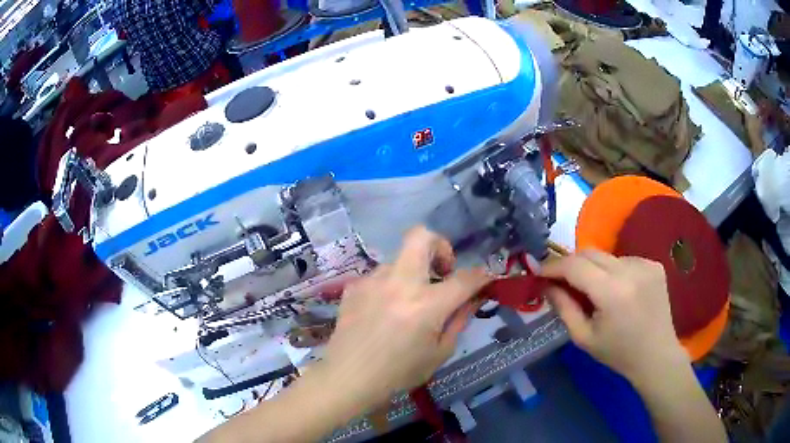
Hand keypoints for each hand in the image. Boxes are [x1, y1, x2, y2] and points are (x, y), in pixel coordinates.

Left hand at [321, 227, 490, 408]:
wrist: (348, 377)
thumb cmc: (399, 373)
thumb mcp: (439, 352)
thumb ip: (459, 319)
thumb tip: (473, 297)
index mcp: (426, 305)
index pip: (465, 278)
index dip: (481, 275)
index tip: (485, 278)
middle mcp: (399, 283)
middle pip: (422, 236)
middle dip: (440, 245)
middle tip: (442, 271)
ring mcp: (373, 281)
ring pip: (399, 259)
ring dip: (411, 273)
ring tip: (406, 302)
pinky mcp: (354, 286)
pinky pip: (380, 276)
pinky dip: (389, 286)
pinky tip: (383, 310)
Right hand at [541, 249, 686, 382]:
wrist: (656, 355)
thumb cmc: (618, 353)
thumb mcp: (583, 338)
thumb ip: (563, 308)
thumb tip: (547, 284)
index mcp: (612, 292)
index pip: (574, 265)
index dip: (553, 266)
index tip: (539, 272)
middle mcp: (630, 270)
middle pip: (590, 253)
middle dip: (571, 264)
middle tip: (561, 281)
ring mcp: (645, 263)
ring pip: (607, 257)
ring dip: (595, 270)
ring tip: (596, 292)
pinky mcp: (654, 264)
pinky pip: (624, 260)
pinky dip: (614, 272)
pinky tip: (619, 292)